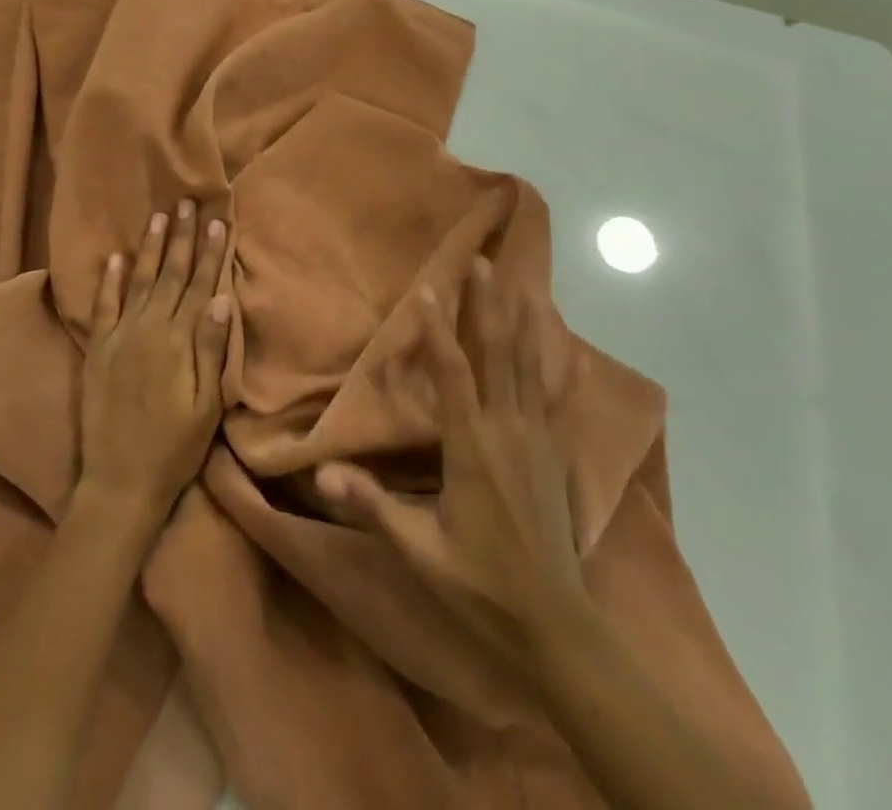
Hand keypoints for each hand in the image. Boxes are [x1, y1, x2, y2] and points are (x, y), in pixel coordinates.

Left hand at [79, 201, 232, 524]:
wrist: (120, 481)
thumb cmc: (174, 447)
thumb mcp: (206, 406)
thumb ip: (212, 350)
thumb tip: (222, 299)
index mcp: (178, 341)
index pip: (199, 285)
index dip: (210, 253)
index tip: (218, 221)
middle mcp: (148, 329)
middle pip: (170, 274)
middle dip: (182, 237)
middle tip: (188, 202)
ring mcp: (119, 337)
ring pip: (139, 280)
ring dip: (150, 247)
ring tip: (159, 216)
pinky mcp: (97, 350)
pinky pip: (103, 306)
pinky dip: (109, 280)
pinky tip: (116, 257)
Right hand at [317, 258, 584, 676]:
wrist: (555, 628)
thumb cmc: (480, 584)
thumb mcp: (419, 550)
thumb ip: (373, 506)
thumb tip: (323, 474)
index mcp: (472, 448)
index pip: (453, 375)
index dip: (439, 331)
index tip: (430, 288)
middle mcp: (508, 432)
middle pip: (499, 356)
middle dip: (490, 307)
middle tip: (486, 263)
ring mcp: (538, 442)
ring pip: (531, 369)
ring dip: (524, 324)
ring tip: (524, 286)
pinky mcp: (556, 457)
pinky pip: (556, 400)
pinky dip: (558, 369)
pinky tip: (568, 351)